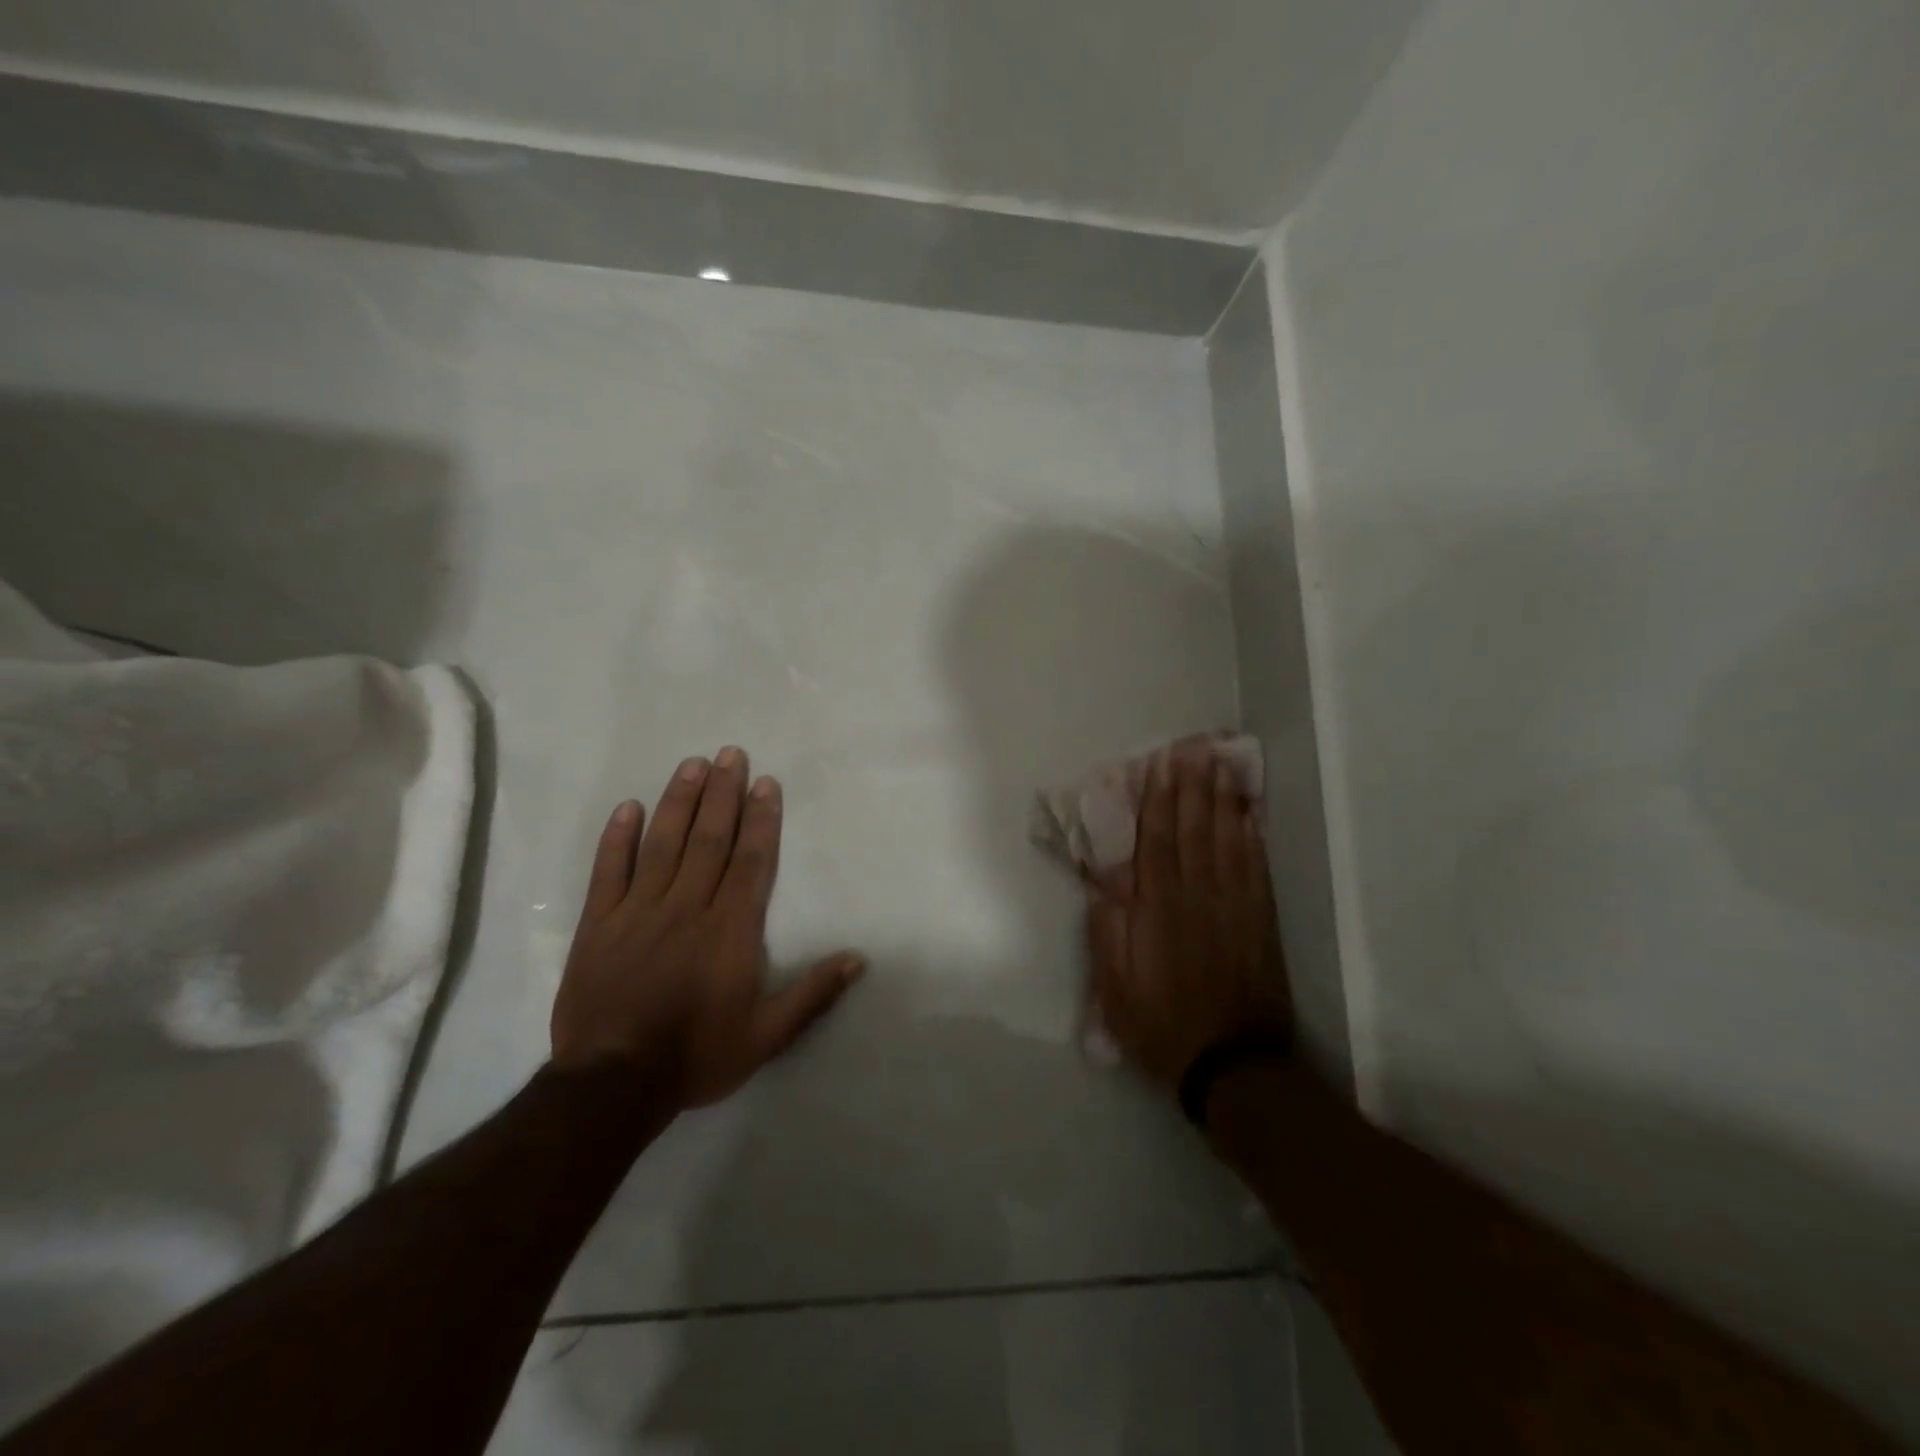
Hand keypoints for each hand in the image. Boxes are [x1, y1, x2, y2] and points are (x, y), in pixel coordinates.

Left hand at [551, 747, 864, 1108]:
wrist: (613, 1085)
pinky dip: (618, 838)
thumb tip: (859, 958)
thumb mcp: (767, 1036)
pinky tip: (629, 807)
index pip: (750, 861)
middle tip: (731, 753)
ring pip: (664, 844)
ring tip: (692, 764)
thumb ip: (812, 994)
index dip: (760, 819)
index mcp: (730, 929)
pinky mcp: (600, 924)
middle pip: (710, 839)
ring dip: (680, 801)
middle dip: (723, 793)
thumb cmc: (697, 1055)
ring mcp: (639, 911)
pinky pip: (609, 871)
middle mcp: (688, 907)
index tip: (765, 782)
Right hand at [1086, 741, 1291, 1089]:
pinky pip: (1257, 870)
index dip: (1158, 801)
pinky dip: (1253, 838)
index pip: (1157, 843)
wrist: (1231, 1064)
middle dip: (1192, 787)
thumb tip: (1104, 881)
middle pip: (1193, 831)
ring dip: (1222, 801)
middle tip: (1195, 748)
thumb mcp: (1114, 988)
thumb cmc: (1161, 1024)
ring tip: (1221, 765)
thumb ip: (1108, 931)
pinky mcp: (1260, 922)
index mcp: (1157, 911)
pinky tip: (1251, 814)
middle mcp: (1196, 898)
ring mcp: (1234, 907)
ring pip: (1227, 842)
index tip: (1160, 765)